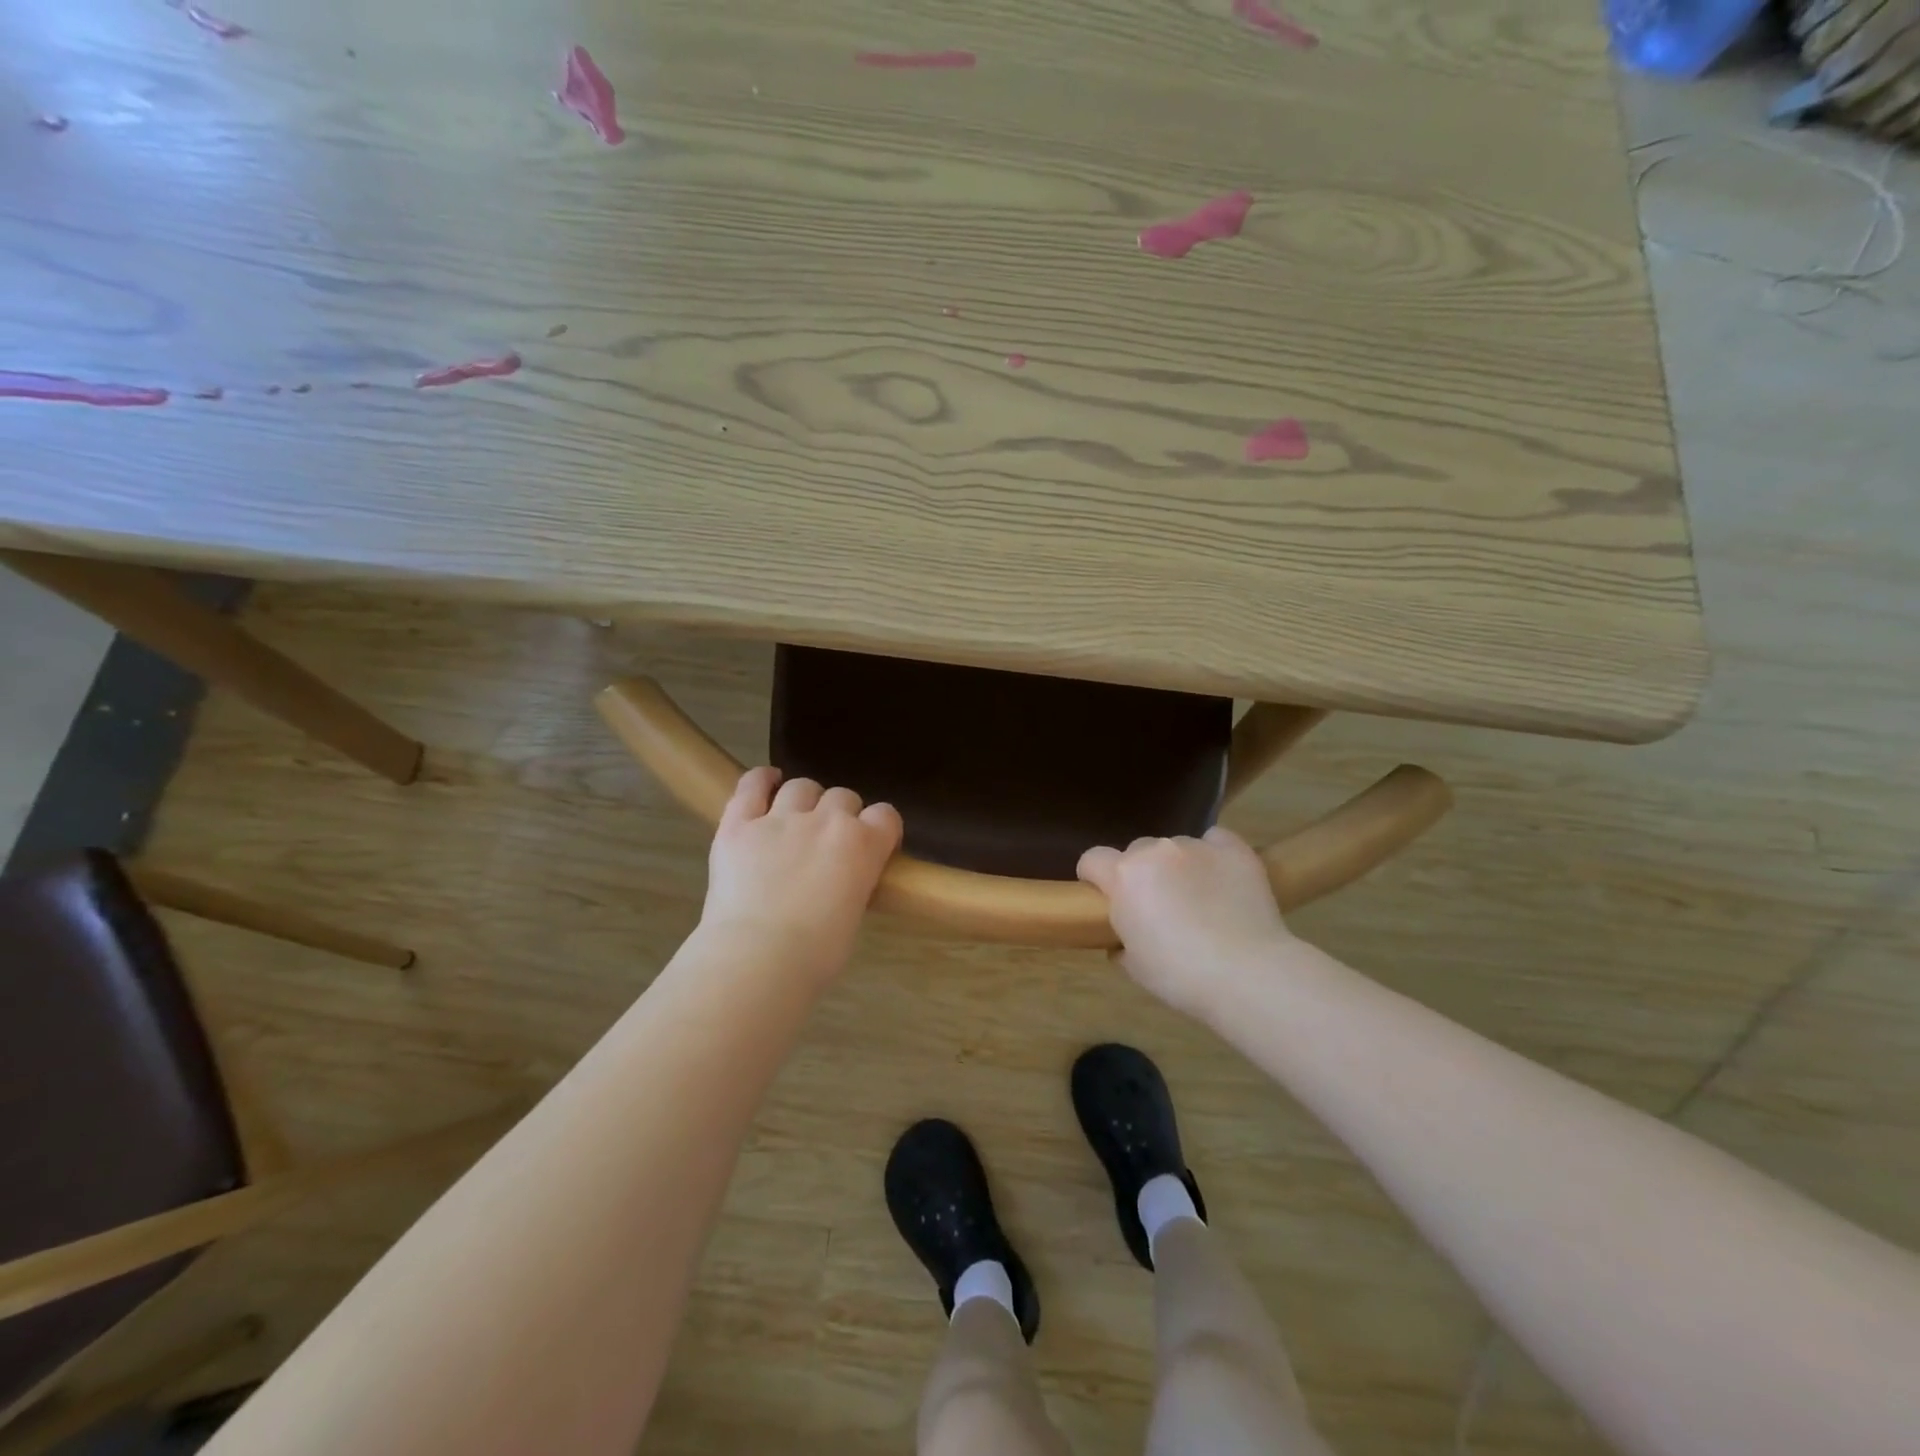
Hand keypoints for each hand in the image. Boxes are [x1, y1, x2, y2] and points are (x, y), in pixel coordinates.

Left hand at [700, 766, 902, 980]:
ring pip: (801, 786)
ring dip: (804, 800)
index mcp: (863, 844)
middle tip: (827, 843)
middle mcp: (826, 820)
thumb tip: (840, 884)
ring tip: (796, 818)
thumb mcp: (852, 916)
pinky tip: (766, 783)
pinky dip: (761, 780)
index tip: (873, 846)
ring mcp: (780, 818)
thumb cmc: (815, 955)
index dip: (880, 829)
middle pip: (843, 796)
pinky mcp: (738, 824)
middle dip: (840, 815)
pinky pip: (752, 785)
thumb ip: (852, 885)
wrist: (757, 960)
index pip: (886, 815)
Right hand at [1077, 827, 1294, 1015]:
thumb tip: (1122, 940)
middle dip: (1141, 874)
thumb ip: (1120, 942)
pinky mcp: (1234, 849)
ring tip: (1200, 899)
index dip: (1094, 877)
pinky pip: (1215, 841)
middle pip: (1137, 852)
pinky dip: (1214, 855)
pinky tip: (1223, 879)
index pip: (1092, 859)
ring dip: (1178, 867)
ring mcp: (1196, 846)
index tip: (1105, 898)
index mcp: (1124, 876)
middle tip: (1159, 908)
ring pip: (1175, 848)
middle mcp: (1156, 851)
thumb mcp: (1134, 967)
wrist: (1247, 974)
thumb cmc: (1180, 976)